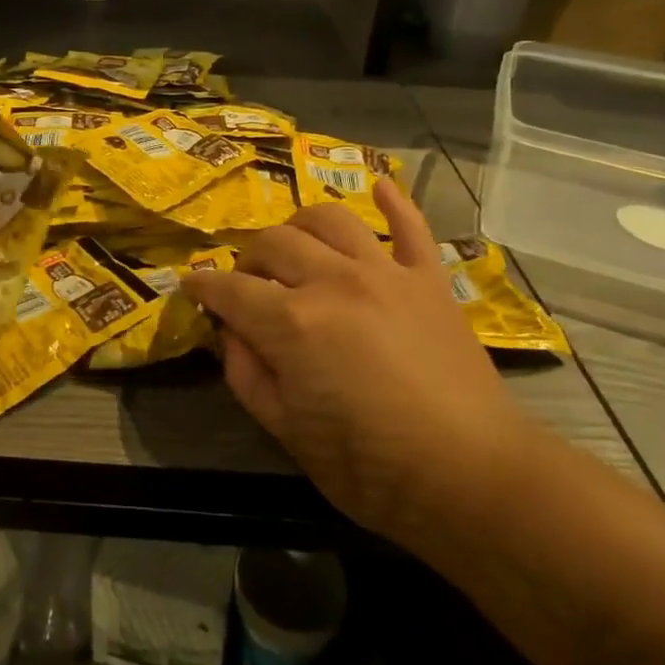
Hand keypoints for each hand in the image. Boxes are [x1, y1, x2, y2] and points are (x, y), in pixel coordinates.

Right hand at [184, 179, 541, 543]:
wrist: (473, 478)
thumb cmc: (370, 468)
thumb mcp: (286, 432)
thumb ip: (246, 375)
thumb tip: (231, 333)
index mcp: (292, 322)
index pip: (230, 289)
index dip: (203, 286)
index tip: (191, 285)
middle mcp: (333, 281)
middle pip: (273, 244)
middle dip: (248, 261)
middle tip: (248, 287)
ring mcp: (386, 273)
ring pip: (329, 219)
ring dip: (300, 226)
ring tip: (295, 249)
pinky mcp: (429, 280)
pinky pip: (411, 227)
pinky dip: (393, 202)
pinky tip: (378, 186)